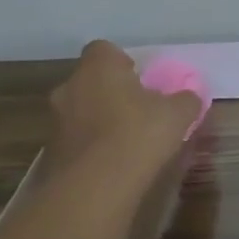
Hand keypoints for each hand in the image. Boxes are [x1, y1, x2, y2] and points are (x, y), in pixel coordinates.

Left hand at [46, 40, 199, 181]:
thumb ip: (185, 100)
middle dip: (109, 92)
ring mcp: (56, 121)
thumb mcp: (178, 114)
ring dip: (98, 120)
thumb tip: (188, 98)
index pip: (104, 49)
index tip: (140, 79)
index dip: (122, 62)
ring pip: (80, 111)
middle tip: (136, 109)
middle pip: (90, 81)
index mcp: (99, 68)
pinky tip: (111, 164)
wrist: (94, 188)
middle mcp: (70, 87)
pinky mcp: (50, 154)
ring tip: (125, 141)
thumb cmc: (138, 134)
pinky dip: (90, 147)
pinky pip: (75, 140)